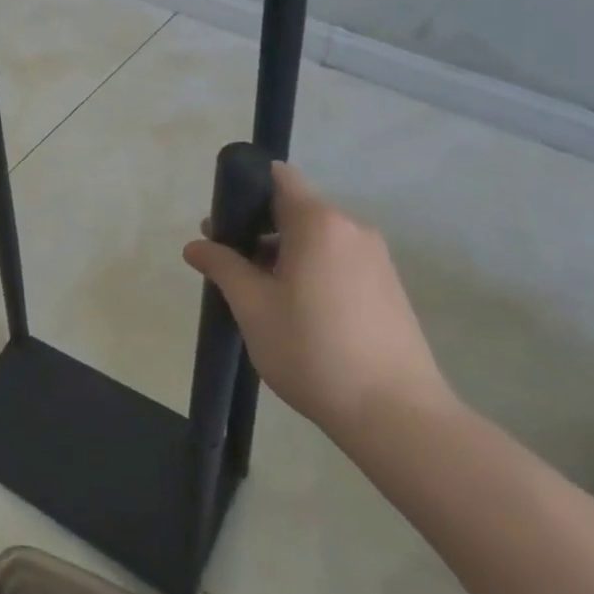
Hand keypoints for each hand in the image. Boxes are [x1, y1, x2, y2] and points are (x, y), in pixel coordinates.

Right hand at [182, 162, 452, 440]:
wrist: (397, 416)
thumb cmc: (313, 351)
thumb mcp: (253, 307)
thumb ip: (222, 266)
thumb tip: (196, 245)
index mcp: (318, 222)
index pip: (279, 177)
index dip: (245, 188)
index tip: (223, 221)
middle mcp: (352, 229)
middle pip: (295, 209)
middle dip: (257, 228)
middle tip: (228, 264)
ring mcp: (376, 259)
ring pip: (316, 238)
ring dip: (283, 252)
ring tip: (259, 294)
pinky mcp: (388, 287)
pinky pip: (338, 260)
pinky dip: (311, 269)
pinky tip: (296, 311)